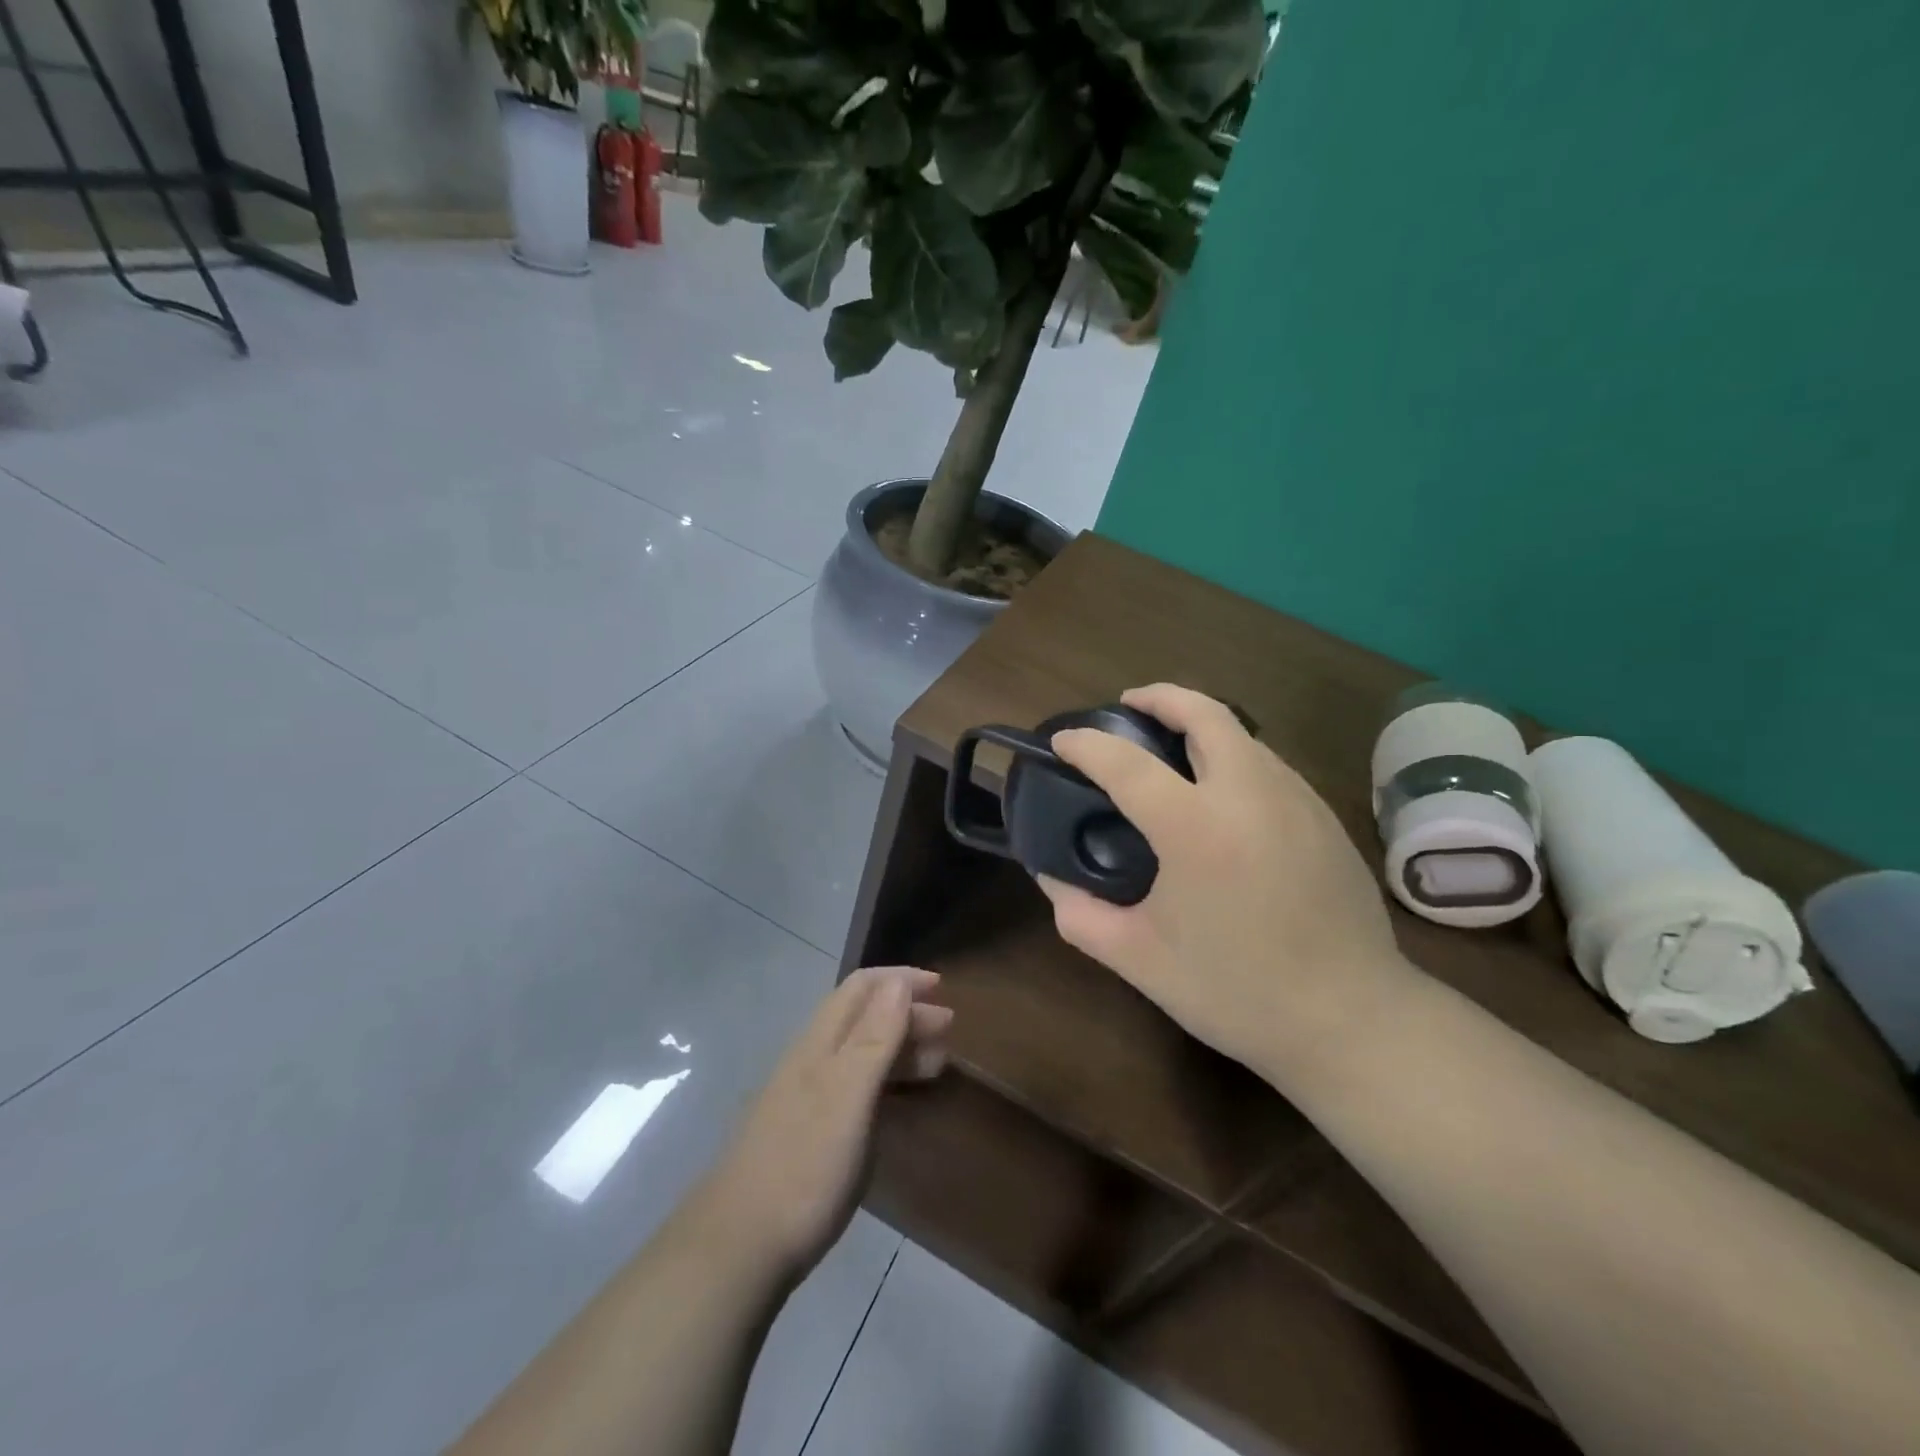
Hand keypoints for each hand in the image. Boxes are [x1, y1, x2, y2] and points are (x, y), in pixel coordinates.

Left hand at [700, 966, 950, 1281]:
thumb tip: (897, 981)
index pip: (861, 987)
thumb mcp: (848, 1095)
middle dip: (907, 1013)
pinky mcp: (809, 1136)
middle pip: (863, 1018)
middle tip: (949, 1030)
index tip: (941, 988)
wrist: (739, 1248)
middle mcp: (812, 1061)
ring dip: (899, 1048)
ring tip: (936, 1064)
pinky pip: (856, 1091)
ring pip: (860, 1055)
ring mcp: (807, 1100)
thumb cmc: (804, 1165)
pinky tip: (898, 1105)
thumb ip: (874, 1037)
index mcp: (820, 1043)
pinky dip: (885, 1084)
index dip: (900, 979)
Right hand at [1038, 684, 1409, 1082]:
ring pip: (1242, 735)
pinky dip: (1233, 755)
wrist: (1353, 1020)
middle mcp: (1248, 795)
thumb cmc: (1238, 992)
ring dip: (1200, 724)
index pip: (1126, 763)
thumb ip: (1081, 916)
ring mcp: (1295, 800)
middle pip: (1205, 713)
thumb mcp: (1140, 961)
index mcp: (1195, 828)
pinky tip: (1222, 795)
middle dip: (1160, 697)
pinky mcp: (1324, 817)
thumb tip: (1049, 879)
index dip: (1086, 744)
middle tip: (1129, 705)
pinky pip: (1268, 764)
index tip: (1062, 741)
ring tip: (1171, 749)